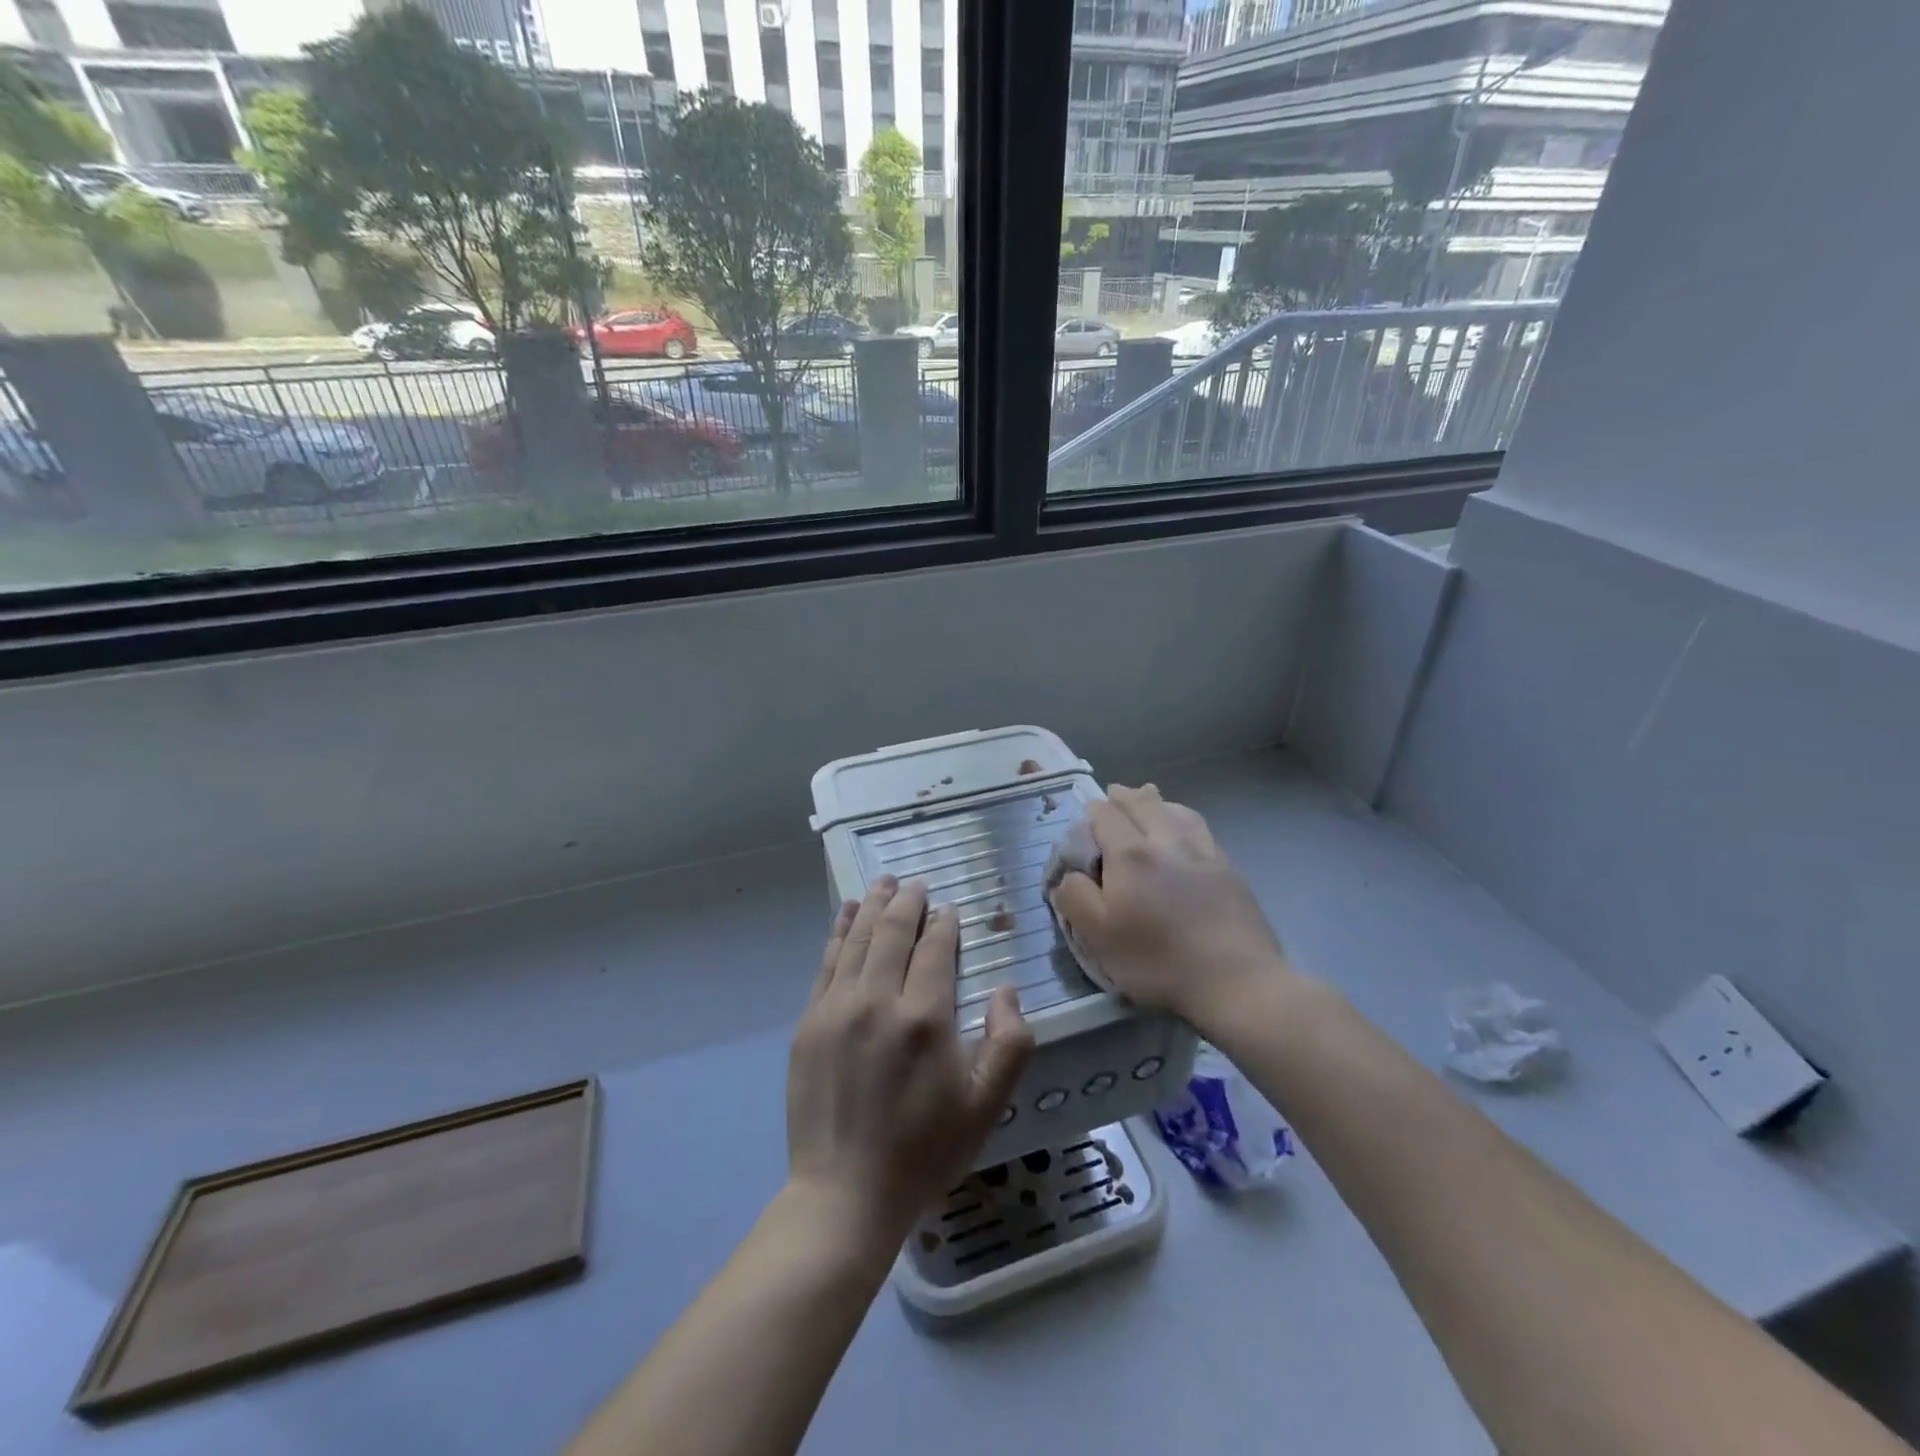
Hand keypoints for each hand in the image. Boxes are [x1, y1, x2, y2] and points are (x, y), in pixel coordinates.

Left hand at [787, 877, 1033, 1250]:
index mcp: (925, 1017)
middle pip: (893, 932)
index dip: (944, 923)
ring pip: (858, 939)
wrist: (844, 1195)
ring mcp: (837, 1009)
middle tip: (916, 883)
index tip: (949, 910)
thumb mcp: (986, 1106)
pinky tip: (846, 914)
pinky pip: (827, 963)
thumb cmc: (924, 1151)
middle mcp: (878, 1000)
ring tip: (884, 883)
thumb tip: (1006, 988)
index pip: (935, 948)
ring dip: (873, 906)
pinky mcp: (809, 1023)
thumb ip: (1010, 1042)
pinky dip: (839, 932)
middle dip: (907, 902)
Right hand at [1048, 784, 1288, 1025]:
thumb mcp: (1098, 937)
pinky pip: (1200, 828)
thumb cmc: (1158, 960)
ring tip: (1147, 800)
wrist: (1236, 980)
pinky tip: (1183, 829)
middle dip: (1123, 796)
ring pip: (1175, 809)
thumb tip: (1068, 875)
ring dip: (1155, 801)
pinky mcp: (1228, 868)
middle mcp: (1166, 840)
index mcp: (1130, 854)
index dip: (1091, 812)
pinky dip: (1182, 818)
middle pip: (1142, 803)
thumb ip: (1074, 898)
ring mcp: (1203, 851)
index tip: (1085, 821)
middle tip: (1112, 795)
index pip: (1104, 815)